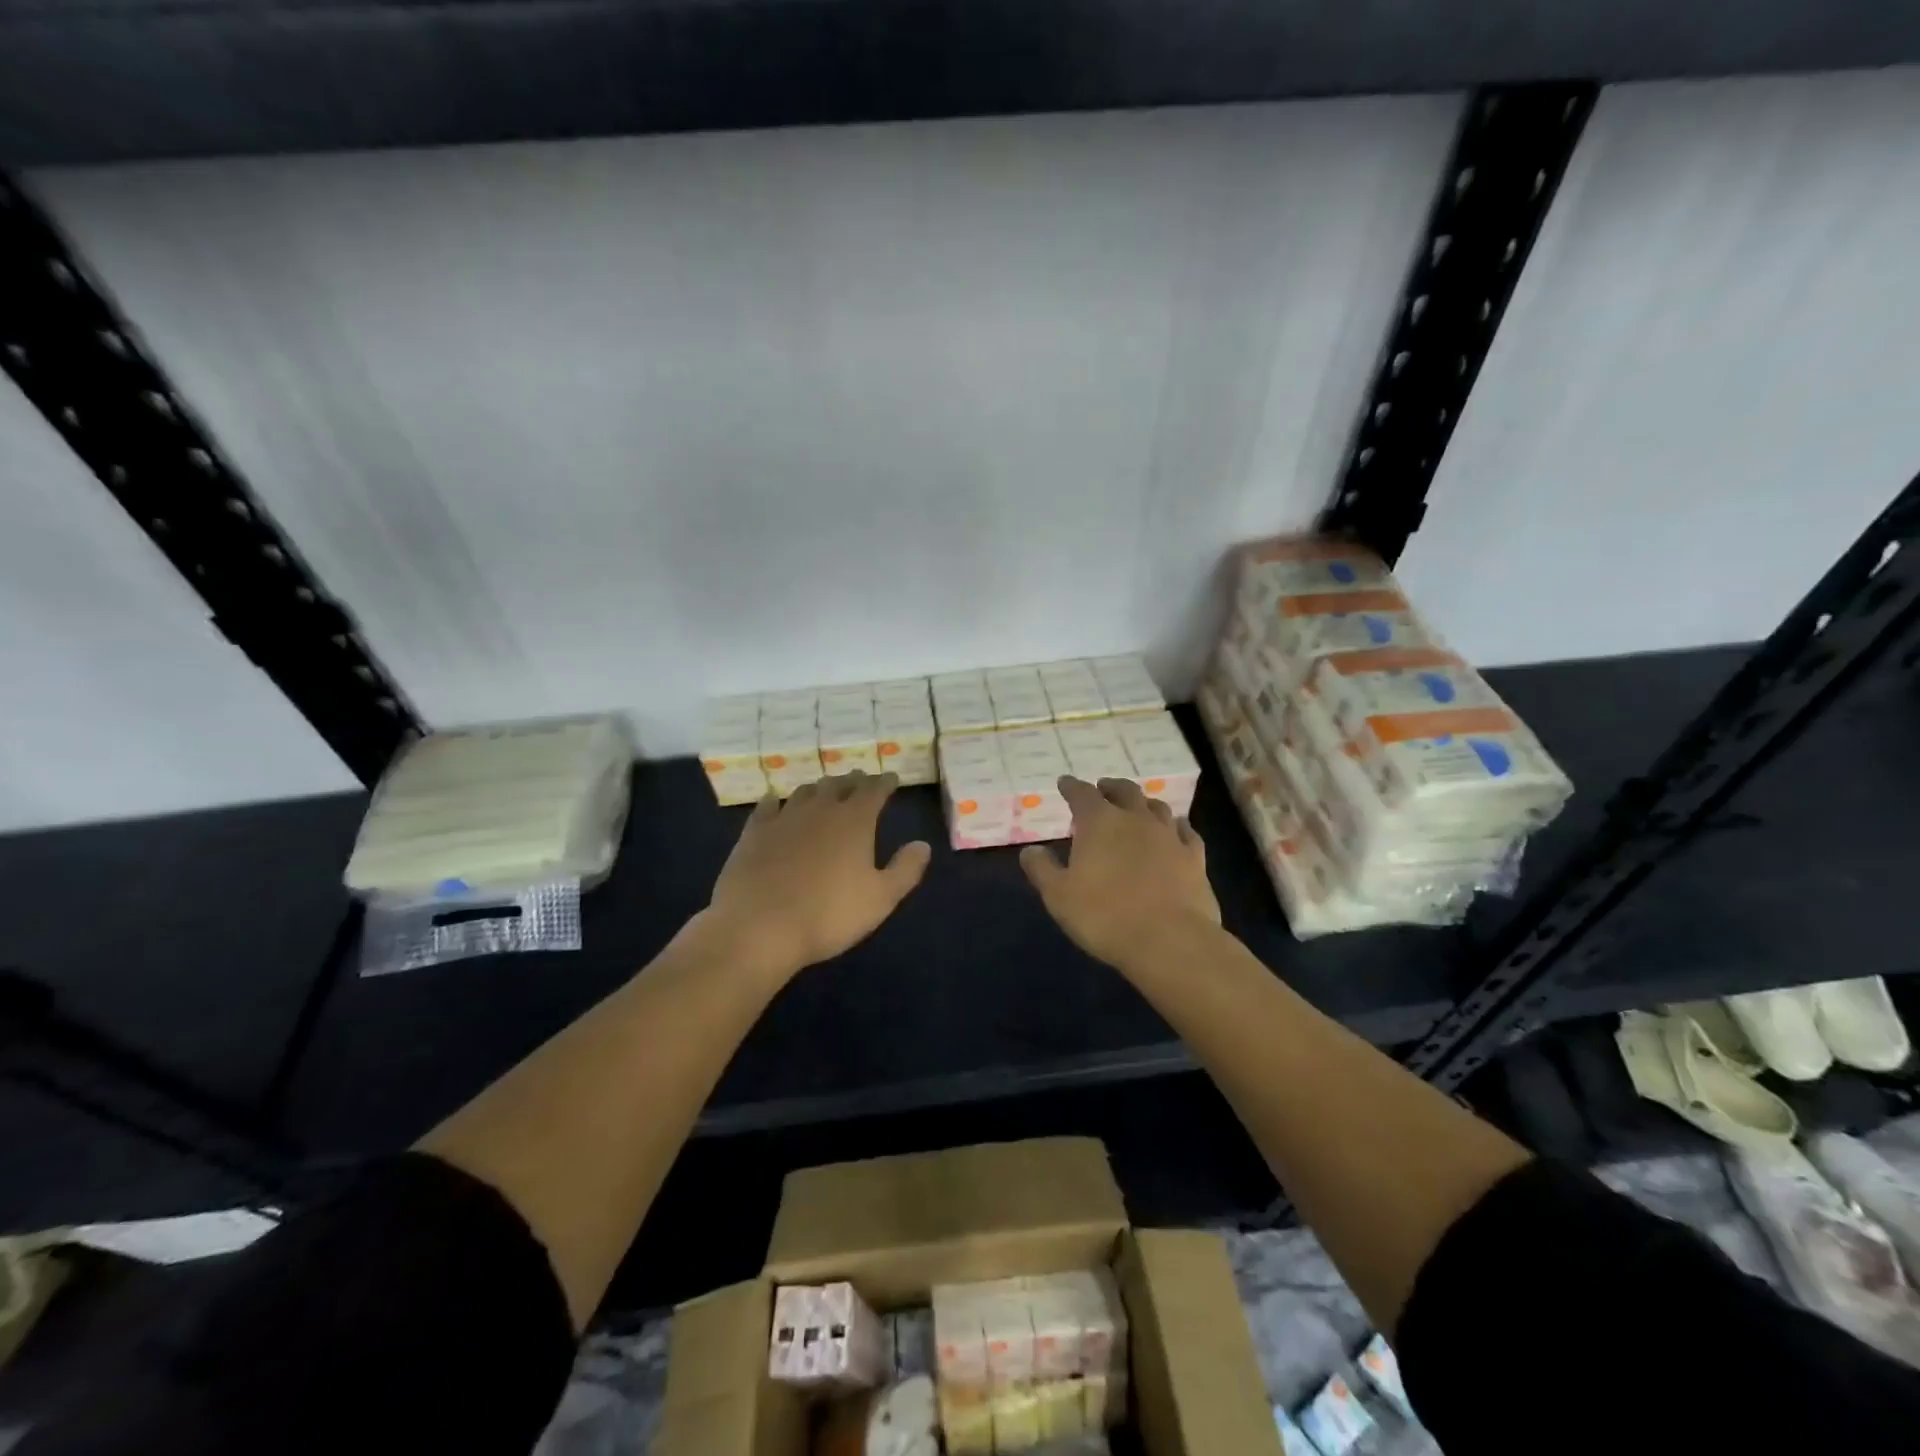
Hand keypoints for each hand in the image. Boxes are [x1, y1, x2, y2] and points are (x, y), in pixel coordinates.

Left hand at [704, 771, 931, 978]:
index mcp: (855, 821)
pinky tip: (774, 803)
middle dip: (853, 781)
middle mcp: (821, 809)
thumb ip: (905, 869)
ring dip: (819, 788)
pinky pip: (767, 806)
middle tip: (860, 781)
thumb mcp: (881, 899)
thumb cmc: (829, 914)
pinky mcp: (754, 832)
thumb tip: (923, 845)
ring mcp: (784, 817)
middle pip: (839, 784)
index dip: (884, 782)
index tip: (891, 778)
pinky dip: (775, 801)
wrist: (760, 926)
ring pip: (805, 791)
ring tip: (824, 791)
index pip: (874, 790)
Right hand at [1020, 776, 1218, 973]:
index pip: (1082, 794)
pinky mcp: (1194, 858)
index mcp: (1099, 822)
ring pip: (1157, 807)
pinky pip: (1186, 832)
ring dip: (1143, 803)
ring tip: (1137, 807)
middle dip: (1110, 787)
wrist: (1170, 941)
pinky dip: (1176, 826)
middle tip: (1102, 788)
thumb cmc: (1104, 916)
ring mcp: (1169, 836)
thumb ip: (1042, 869)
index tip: (1065, 783)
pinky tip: (1176, 830)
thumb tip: (1030, 850)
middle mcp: (1136, 819)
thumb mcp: (1059, 896)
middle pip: (1124, 791)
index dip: (1071, 787)